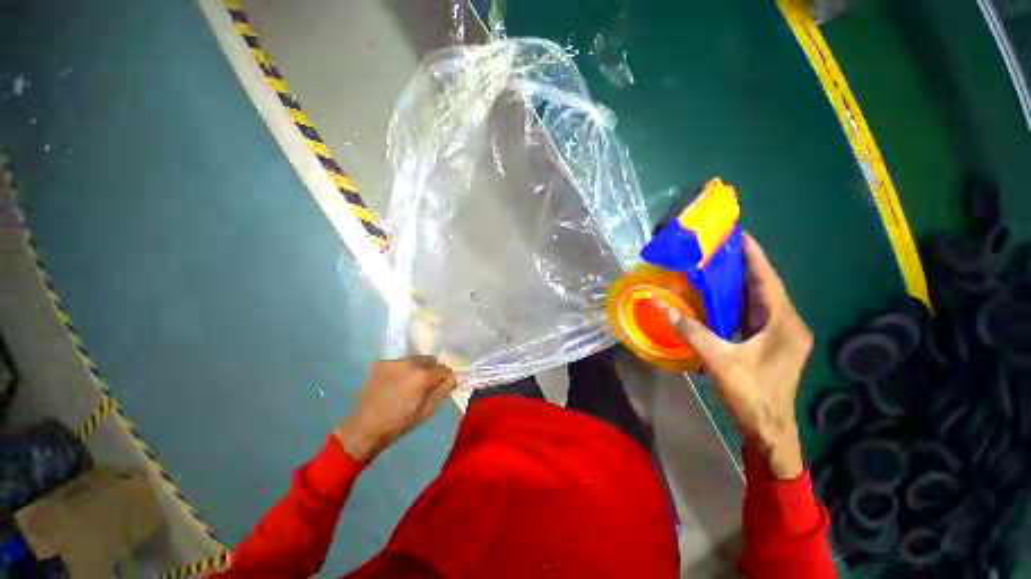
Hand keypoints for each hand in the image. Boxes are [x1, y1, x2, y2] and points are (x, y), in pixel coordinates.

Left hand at [334, 356, 455, 461]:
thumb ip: (444, 390)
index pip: (444, 368)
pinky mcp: (381, 363)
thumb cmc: (400, 423)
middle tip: (425, 386)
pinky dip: (402, 369)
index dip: (445, 378)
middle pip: (430, 360)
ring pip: (415, 359)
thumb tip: (459, 377)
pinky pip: (399, 362)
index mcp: (422, 376)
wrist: (364, 428)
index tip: (442, 386)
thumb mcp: (427, 410)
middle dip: (431, 370)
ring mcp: (393, 362)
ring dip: (417, 368)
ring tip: (409, 384)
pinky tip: (395, 383)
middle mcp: (409, 363)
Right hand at [665, 233, 811, 479]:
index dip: (754, 256)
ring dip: (740, 284)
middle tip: (719, 248)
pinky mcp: (771, 343)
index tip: (739, 234)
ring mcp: (780, 334)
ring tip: (716, 266)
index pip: (767, 280)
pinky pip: (754, 314)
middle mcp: (787, 324)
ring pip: (760, 301)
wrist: (770, 431)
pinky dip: (738, 302)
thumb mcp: (719, 361)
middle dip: (744, 266)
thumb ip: (691, 332)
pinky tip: (719, 297)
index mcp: (783, 324)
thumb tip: (662, 307)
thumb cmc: (752, 396)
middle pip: (765, 287)